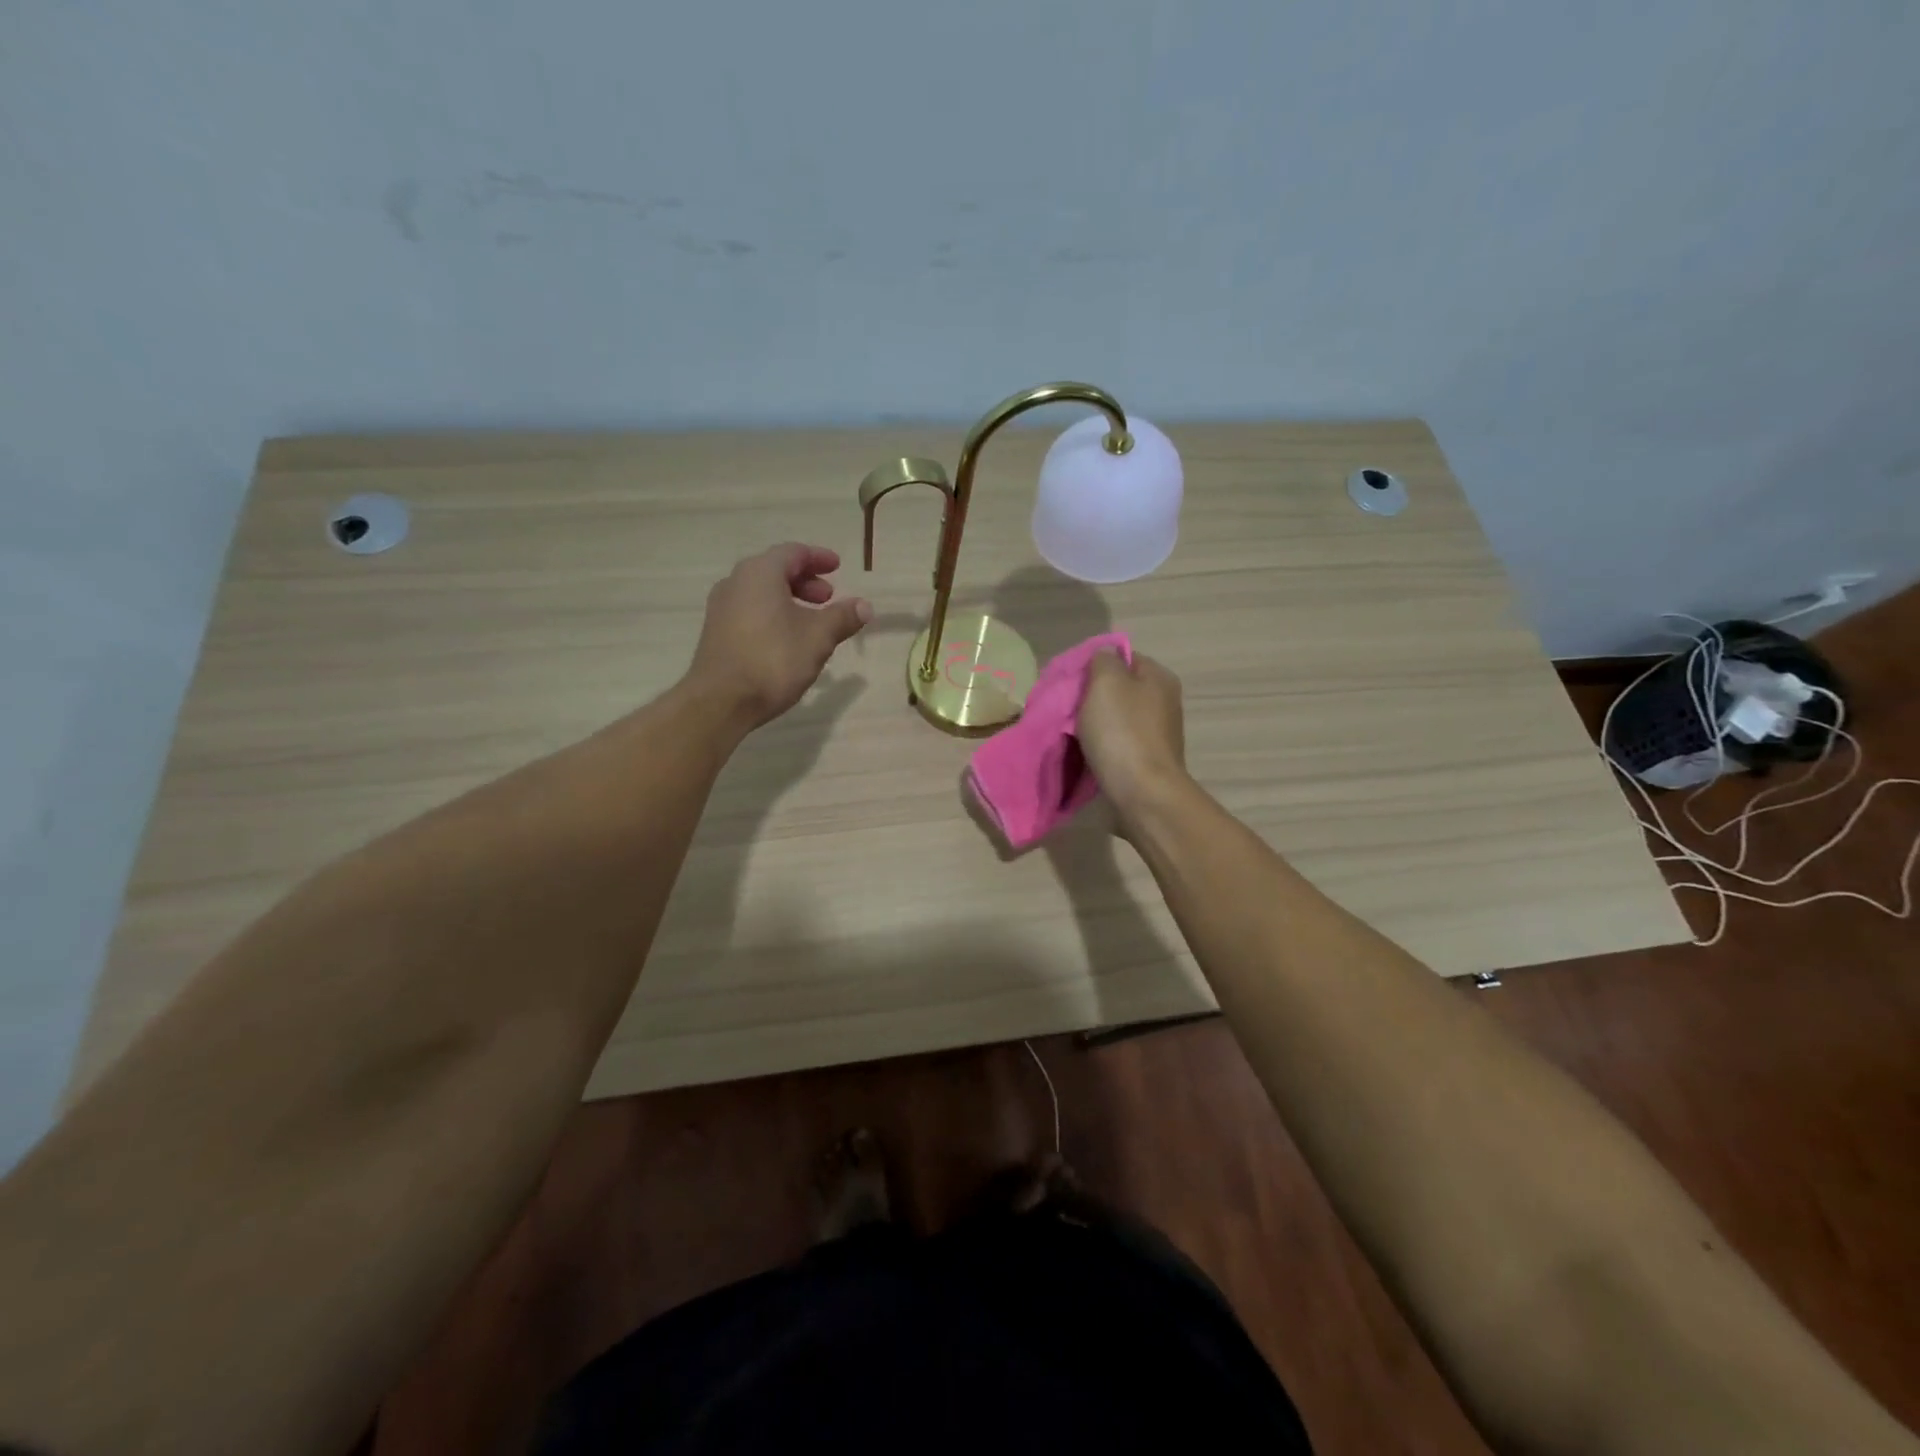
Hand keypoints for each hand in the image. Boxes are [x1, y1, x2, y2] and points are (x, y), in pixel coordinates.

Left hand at [688, 544, 871, 729]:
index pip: (793, 553)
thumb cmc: (773, 660)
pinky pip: (750, 611)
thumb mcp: (818, 638)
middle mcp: (736, 582)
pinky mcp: (716, 632)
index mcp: (760, 573)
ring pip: (762, 592)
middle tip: (828, 598)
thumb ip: (842, 617)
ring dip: (790, 599)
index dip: (818, 558)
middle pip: (775, 570)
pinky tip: (788, 639)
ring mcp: (721, 608)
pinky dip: (773, 614)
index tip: (837, 566)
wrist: (721, 701)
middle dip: (805, 581)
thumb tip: (865, 606)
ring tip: (812, 622)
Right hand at [1077, 651, 1188, 819]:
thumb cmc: (1122, 733)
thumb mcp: (1106, 682)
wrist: (1142, 795)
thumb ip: (1102, 660)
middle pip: (1117, 690)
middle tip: (1063, 708)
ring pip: (1114, 719)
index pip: (1122, 658)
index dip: (1093, 665)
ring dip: (1092, 725)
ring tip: (1068, 733)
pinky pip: (1116, 745)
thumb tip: (1103, 656)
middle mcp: (1163, 702)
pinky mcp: (1145, 762)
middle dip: (1089, 697)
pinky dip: (1099, 748)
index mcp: (1159, 678)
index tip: (1068, 681)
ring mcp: (1156, 735)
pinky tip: (1082, 754)